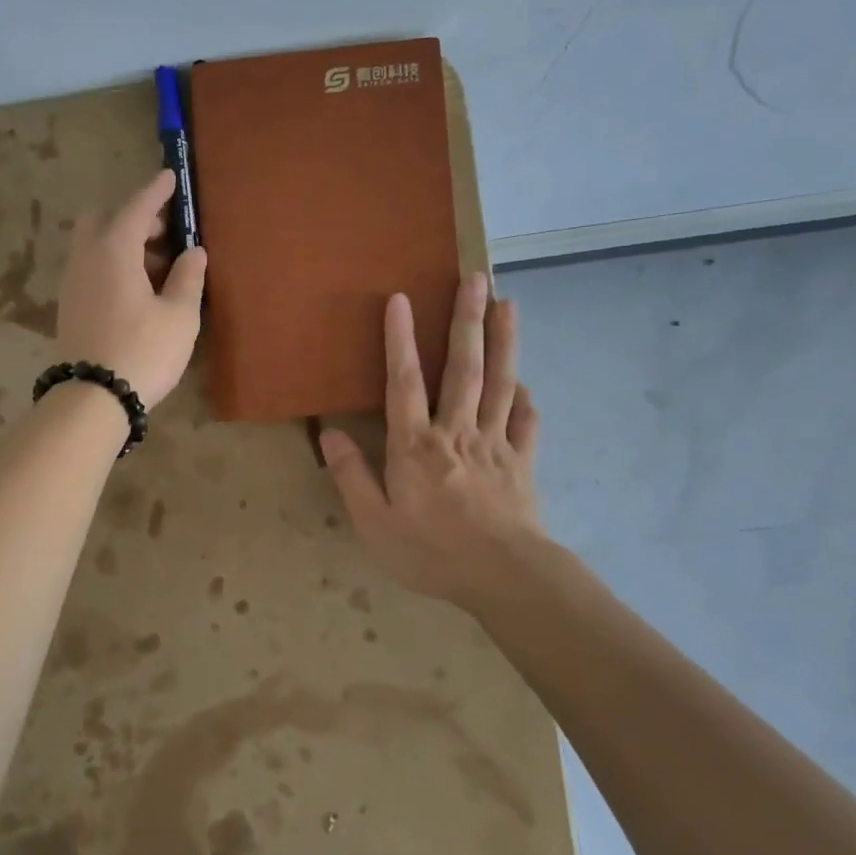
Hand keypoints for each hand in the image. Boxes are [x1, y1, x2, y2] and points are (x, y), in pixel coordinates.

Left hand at [55, 168, 206, 408]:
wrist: (93, 398)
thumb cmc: (144, 351)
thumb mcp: (180, 316)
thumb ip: (188, 278)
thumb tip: (193, 252)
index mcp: (114, 250)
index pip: (137, 207)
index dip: (156, 191)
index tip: (170, 176)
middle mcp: (86, 258)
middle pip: (104, 220)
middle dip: (134, 217)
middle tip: (166, 234)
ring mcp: (73, 282)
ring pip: (94, 244)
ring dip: (123, 242)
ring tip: (158, 267)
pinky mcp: (69, 305)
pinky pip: (90, 267)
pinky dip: (112, 263)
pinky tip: (136, 290)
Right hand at [322, 274, 543, 609]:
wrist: (504, 576)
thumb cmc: (431, 552)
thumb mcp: (374, 522)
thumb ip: (352, 475)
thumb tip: (328, 432)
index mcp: (416, 445)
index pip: (405, 382)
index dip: (400, 340)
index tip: (401, 299)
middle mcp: (457, 432)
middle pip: (463, 368)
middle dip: (467, 320)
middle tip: (477, 278)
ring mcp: (496, 444)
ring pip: (500, 384)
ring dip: (504, 342)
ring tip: (508, 304)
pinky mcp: (522, 463)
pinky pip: (526, 424)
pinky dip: (526, 401)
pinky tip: (526, 384)